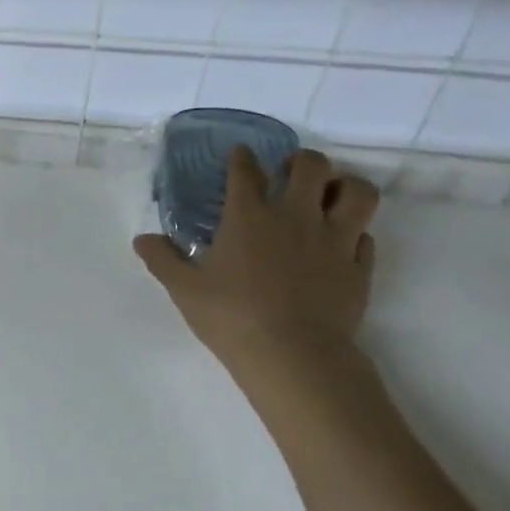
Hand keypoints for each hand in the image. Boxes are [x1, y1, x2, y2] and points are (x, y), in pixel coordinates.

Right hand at [135, 147, 379, 377]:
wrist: (294, 356)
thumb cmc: (232, 317)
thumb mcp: (184, 289)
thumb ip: (163, 259)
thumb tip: (142, 240)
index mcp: (248, 217)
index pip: (246, 172)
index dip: (241, 158)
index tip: (240, 154)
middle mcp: (295, 217)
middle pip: (311, 165)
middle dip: (301, 160)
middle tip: (289, 173)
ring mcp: (334, 240)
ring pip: (358, 192)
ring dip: (344, 186)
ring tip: (329, 196)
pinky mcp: (358, 267)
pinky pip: (366, 236)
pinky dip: (356, 232)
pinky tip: (342, 242)